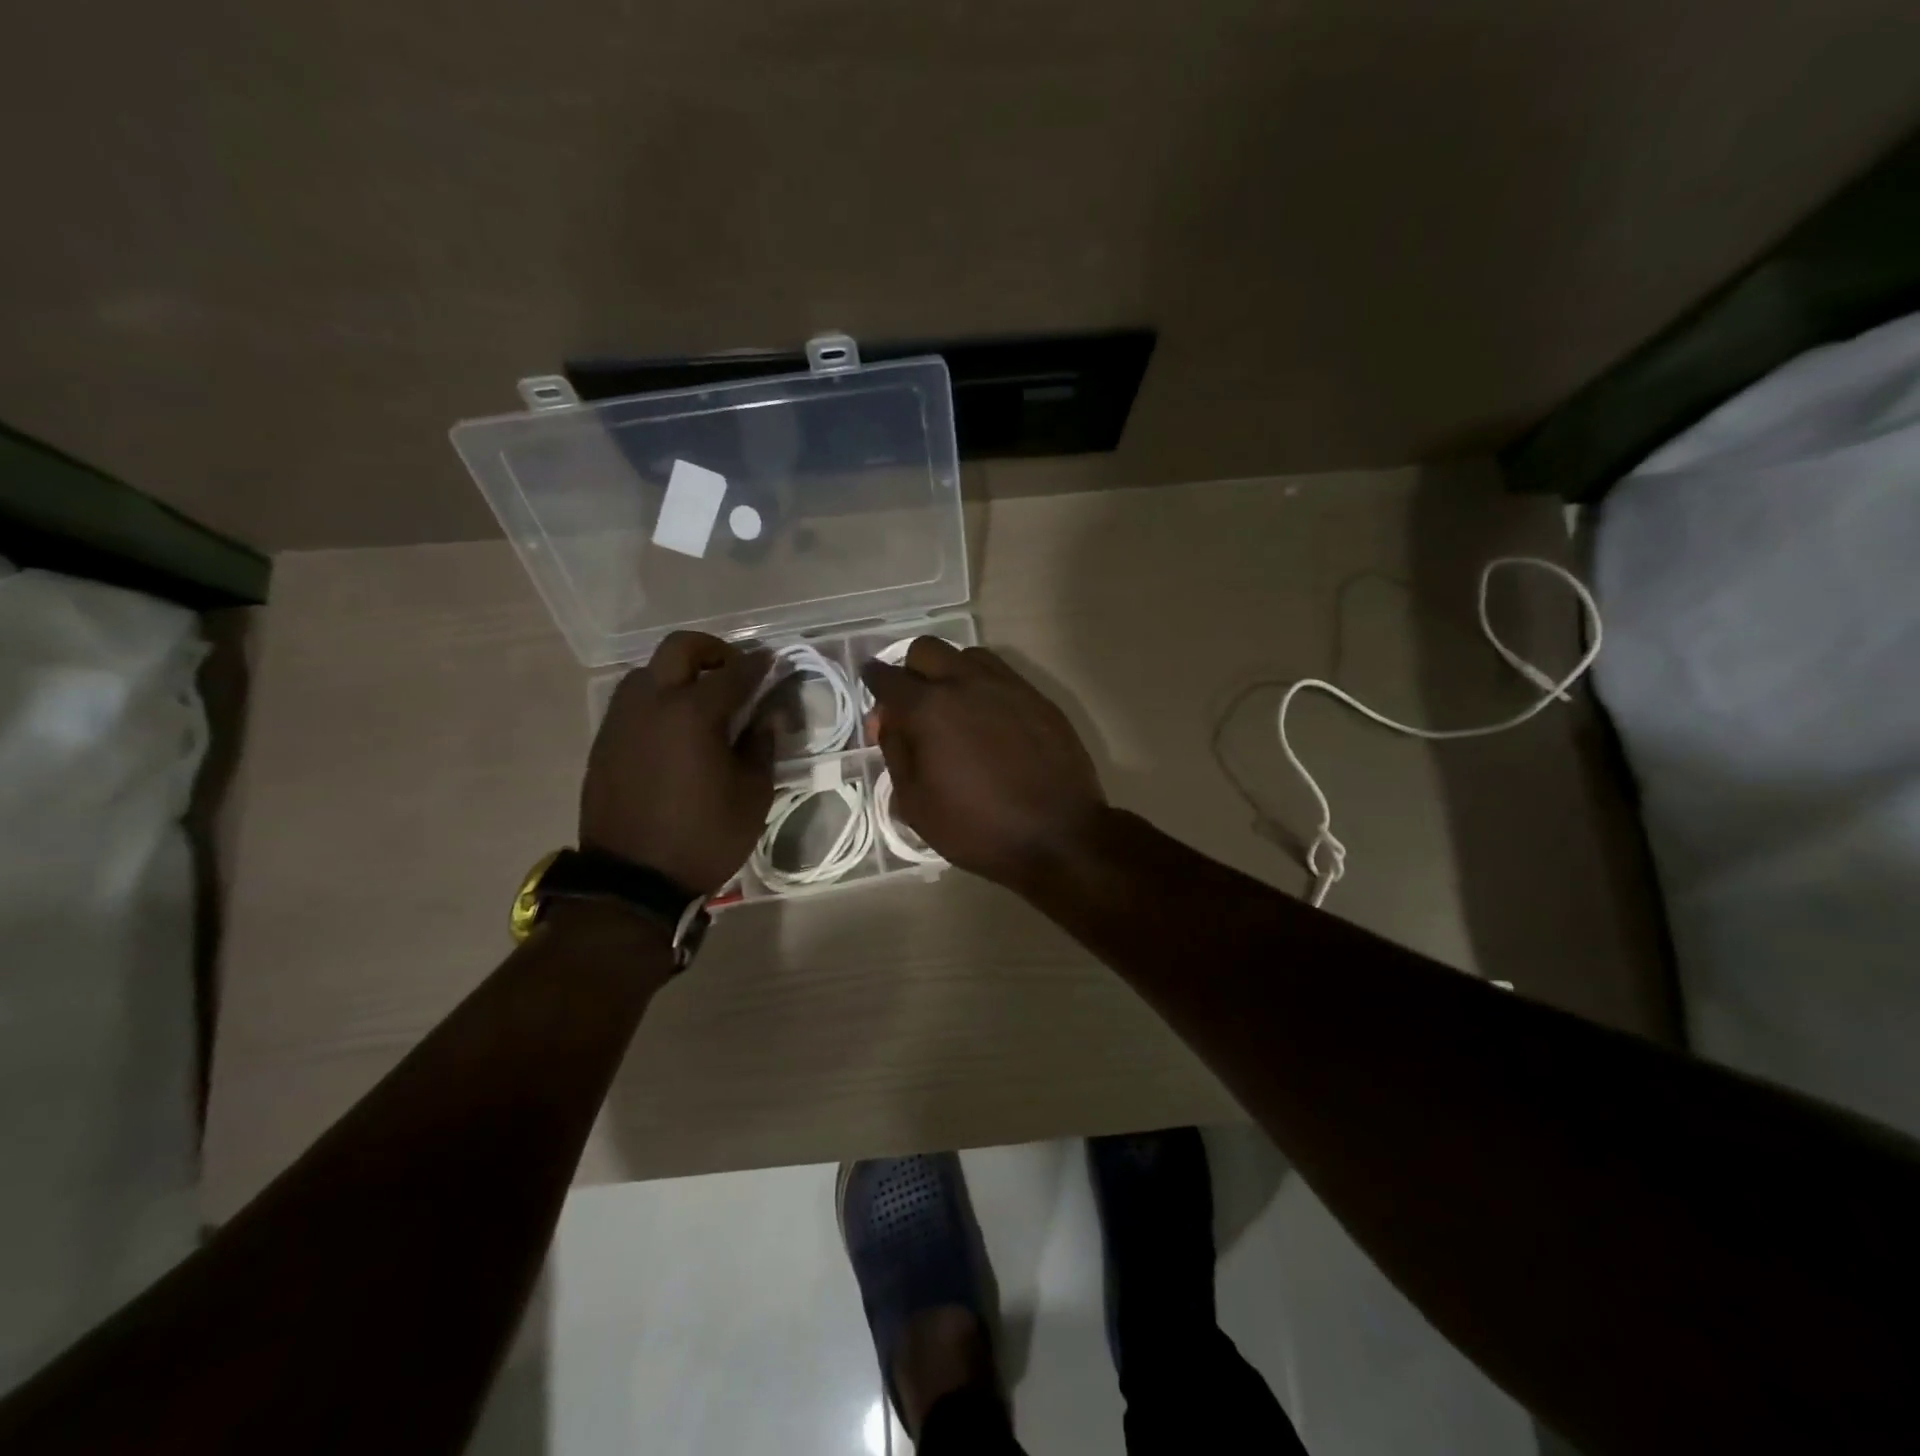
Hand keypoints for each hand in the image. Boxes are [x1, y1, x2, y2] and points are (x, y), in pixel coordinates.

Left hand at [581, 632, 772, 893]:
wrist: (632, 881)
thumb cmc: (704, 837)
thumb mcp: (752, 795)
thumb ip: (761, 746)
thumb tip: (767, 716)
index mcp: (693, 713)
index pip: (734, 673)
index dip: (759, 665)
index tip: (774, 662)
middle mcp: (652, 703)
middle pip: (680, 648)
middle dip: (713, 650)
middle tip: (734, 671)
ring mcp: (621, 720)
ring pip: (649, 671)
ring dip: (680, 673)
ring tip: (702, 701)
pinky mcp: (604, 741)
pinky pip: (633, 701)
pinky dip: (658, 699)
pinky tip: (675, 728)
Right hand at [862, 640, 1107, 893]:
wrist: (1059, 835)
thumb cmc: (977, 828)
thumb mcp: (916, 803)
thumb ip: (895, 752)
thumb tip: (888, 720)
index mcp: (929, 708)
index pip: (887, 677)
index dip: (872, 681)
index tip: (873, 692)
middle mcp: (966, 683)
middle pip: (926, 649)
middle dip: (911, 670)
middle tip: (914, 705)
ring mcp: (1007, 685)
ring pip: (966, 655)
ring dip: (950, 672)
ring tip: (954, 709)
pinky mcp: (1038, 697)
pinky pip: (1001, 674)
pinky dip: (983, 686)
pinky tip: (989, 719)